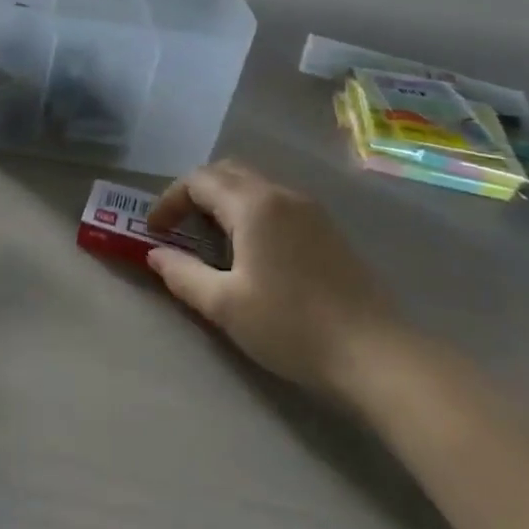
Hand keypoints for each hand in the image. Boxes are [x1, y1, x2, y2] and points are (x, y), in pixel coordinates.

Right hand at [145, 161, 400, 393]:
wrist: (375, 355)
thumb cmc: (290, 325)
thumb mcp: (224, 305)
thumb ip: (182, 274)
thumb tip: (155, 254)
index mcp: (254, 205)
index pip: (198, 181)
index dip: (168, 201)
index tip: (154, 232)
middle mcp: (283, 196)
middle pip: (227, 173)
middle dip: (194, 194)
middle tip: (177, 227)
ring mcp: (311, 211)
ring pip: (254, 186)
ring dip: (223, 202)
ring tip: (208, 240)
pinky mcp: (328, 231)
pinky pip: (276, 204)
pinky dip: (249, 213)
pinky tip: (249, 251)